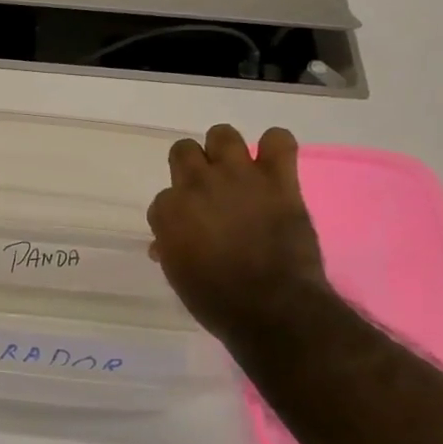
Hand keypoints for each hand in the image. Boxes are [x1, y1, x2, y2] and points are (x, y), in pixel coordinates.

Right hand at [147, 124, 330, 338]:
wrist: (272, 308)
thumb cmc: (216, 300)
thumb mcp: (178, 276)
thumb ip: (170, 248)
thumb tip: (165, 244)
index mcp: (168, 209)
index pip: (163, 198)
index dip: (176, 213)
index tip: (188, 229)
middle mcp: (197, 183)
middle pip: (183, 151)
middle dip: (191, 167)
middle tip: (206, 190)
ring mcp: (239, 176)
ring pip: (223, 134)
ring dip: (225, 151)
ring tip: (236, 171)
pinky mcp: (278, 179)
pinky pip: (278, 140)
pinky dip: (275, 147)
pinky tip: (273, 164)